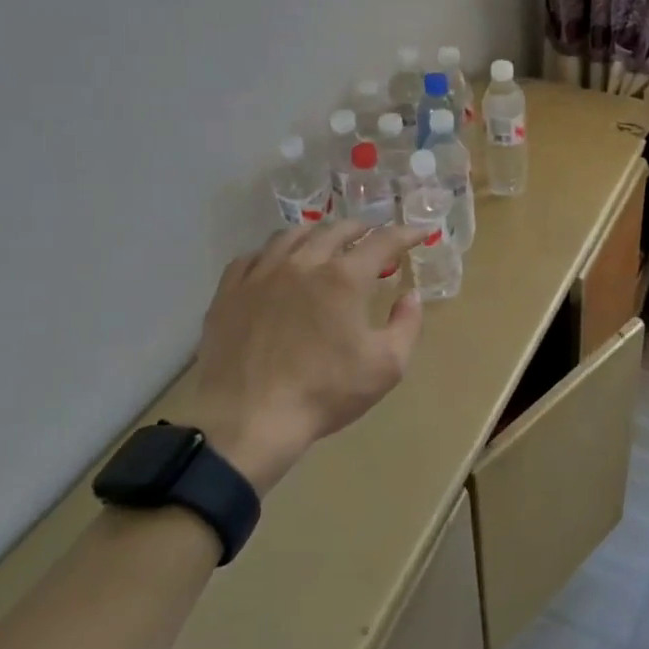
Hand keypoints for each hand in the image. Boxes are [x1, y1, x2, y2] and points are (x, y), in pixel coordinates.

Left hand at [189, 219, 426, 494]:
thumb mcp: (386, 366)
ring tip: (325, 241)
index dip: (406, 234)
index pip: (383, 242)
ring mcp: (261, 274)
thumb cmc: (324, 393)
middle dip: (361, 229)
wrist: (248, 420)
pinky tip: (274, 265)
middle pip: (336, 230)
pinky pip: (251, 257)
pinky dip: (272, 254)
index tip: (420, 232)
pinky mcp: (229, 292)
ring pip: (291, 236)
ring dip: (316, 234)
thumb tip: (411, 296)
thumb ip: (406, 325)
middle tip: (373, 235)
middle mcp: (303, 263)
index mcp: (344, 278)